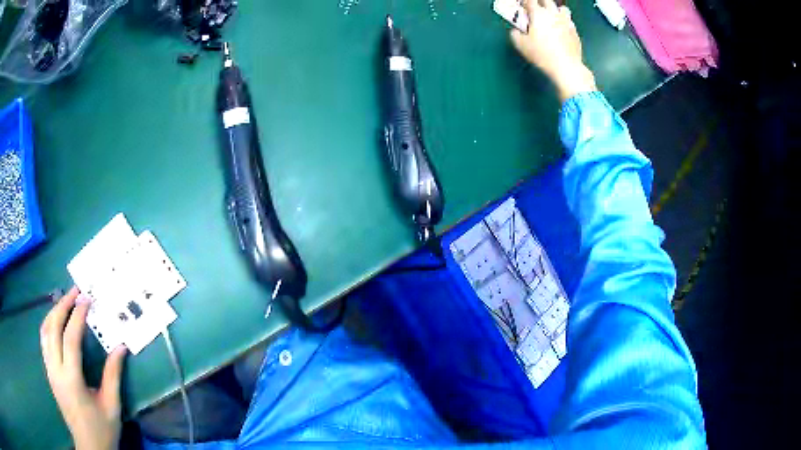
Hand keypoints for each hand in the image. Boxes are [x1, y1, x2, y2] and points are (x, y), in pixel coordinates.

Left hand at [40, 287, 127, 449]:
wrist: (89, 448)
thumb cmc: (102, 430)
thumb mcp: (111, 406)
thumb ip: (113, 375)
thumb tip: (121, 347)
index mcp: (71, 379)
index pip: (70, 338)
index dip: (78, 315)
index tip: (86, 299)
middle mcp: (56, 370)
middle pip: (52, 328)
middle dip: (62, 306)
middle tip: (74, 292)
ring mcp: (50, 371)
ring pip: (44, 332)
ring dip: (53, 313)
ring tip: (64, 302)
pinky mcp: (49, 374)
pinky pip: (44, 341)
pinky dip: (48, 326)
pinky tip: (56, 323)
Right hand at [510, 0, 596, 101]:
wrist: (567, 66)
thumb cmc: (543, 54)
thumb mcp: (521, 45)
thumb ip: (515, 34)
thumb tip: (516, 31)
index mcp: (539, 14)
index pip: (530, 1)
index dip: (524, 2)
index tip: (522, 6)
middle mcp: (553, 14)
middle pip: (547, 1)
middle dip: (540, 2)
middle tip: (535, 8)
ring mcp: (566, 22)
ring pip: (562, 8)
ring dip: (555, 10)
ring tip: (552, 16)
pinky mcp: (575, 32)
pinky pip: (569, 21)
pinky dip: (564, 22)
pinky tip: (561, 29)